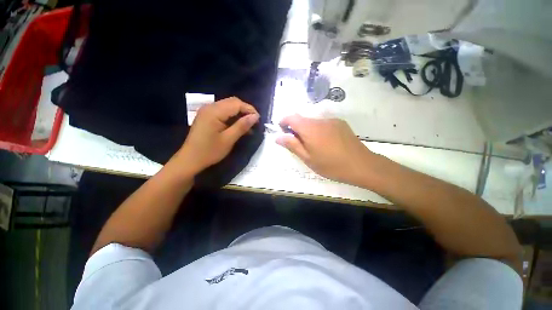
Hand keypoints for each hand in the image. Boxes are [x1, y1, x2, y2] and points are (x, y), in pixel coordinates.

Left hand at [176, 97, 258, 174]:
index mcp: (214, 111)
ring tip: (248, 125)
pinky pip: (223, 111)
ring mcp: (207, 111)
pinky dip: (232, 116)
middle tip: (254, 122)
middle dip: (245, 110)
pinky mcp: (207, 116)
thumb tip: (255, 116)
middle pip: (232, 102)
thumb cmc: (210, 151)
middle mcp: (210, 107)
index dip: (250, 110)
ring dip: (239, 113)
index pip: (236, 104)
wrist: (190, 160)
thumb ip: (242, 126)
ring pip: (228, 106)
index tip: (258, 120)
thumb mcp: (228, 139)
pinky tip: (238, 125)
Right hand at [276, 115, 375, 185]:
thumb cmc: (330, 165)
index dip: (284, 122)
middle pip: (302, 119)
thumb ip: (292, 145)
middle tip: (300, 145)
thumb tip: (278, 137)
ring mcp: (332, 120)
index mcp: (309, 128)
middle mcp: (320, 120)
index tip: (283, 133)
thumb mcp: (308, 158)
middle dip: (296, 129)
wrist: (361, 165)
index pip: (291, 117)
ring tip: (315, 146)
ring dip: (308, 130)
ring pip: (313, 122)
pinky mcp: (340, 123)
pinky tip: (326, 143)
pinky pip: (324, 124)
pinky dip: (319, 130)